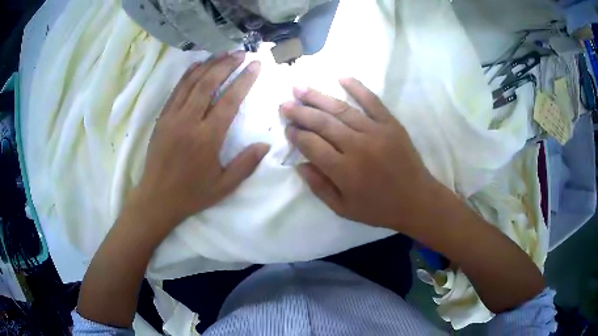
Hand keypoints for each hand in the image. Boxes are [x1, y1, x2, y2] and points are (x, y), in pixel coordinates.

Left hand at [131, 52, 268, 230]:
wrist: (156, 198)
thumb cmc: (191, 194)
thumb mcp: (224, 186)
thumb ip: (246, 164)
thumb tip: (265, 145)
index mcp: (207, 138)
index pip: (229, 100)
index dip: (244, 80)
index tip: (255, 65)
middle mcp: (189, 121)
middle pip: (209, 84)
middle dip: (227, 64)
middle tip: (241, 53)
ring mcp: (172, 117)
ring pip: (191, 82)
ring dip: (209, 65)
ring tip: (223, 53)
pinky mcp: (162, 118)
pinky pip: (176, 90)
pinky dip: (188, 74)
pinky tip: (197, 65)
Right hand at [280, 78, 438, 232]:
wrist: (416, 200)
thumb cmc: (379, 208)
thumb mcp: (343, 209)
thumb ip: (319, 187)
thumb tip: (299, 165)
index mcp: (344, 171)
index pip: (312, 145)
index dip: (296, 135)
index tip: (287, 128)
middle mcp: (357, 147)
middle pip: (322, 123)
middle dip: (300, 112)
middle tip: (285, 104)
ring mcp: (376, 132)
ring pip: (341, 109)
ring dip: (318, 97)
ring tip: (300, 87)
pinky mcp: (391, 124)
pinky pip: (372, 101)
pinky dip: (357, 88)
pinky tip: (341, 77)